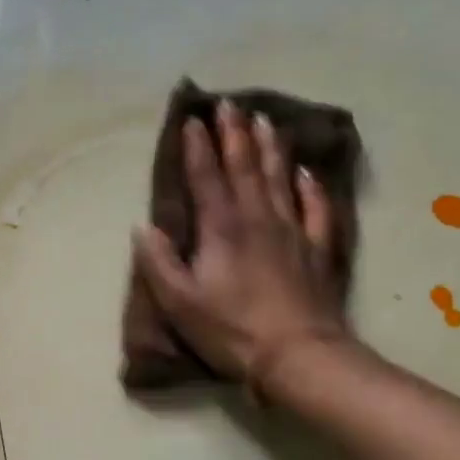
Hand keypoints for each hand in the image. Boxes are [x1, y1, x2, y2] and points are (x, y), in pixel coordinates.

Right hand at [132, 100, 349, 397]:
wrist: (297, 354)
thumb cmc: (230, 330)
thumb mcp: (179, 303)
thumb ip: (159, 263)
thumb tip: (143, 227)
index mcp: (222, 229)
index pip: (207, 178)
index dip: (197, 149)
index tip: (192, 120)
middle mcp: (258, 219)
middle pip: (245, 167)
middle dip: (233, 135)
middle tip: (228, 104)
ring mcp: (292, 231)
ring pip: (280, 178)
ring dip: (269, 147)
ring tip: (264, 120)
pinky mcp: (316, 250)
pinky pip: (315, 208)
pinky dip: (310, 186)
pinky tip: (306, 172)